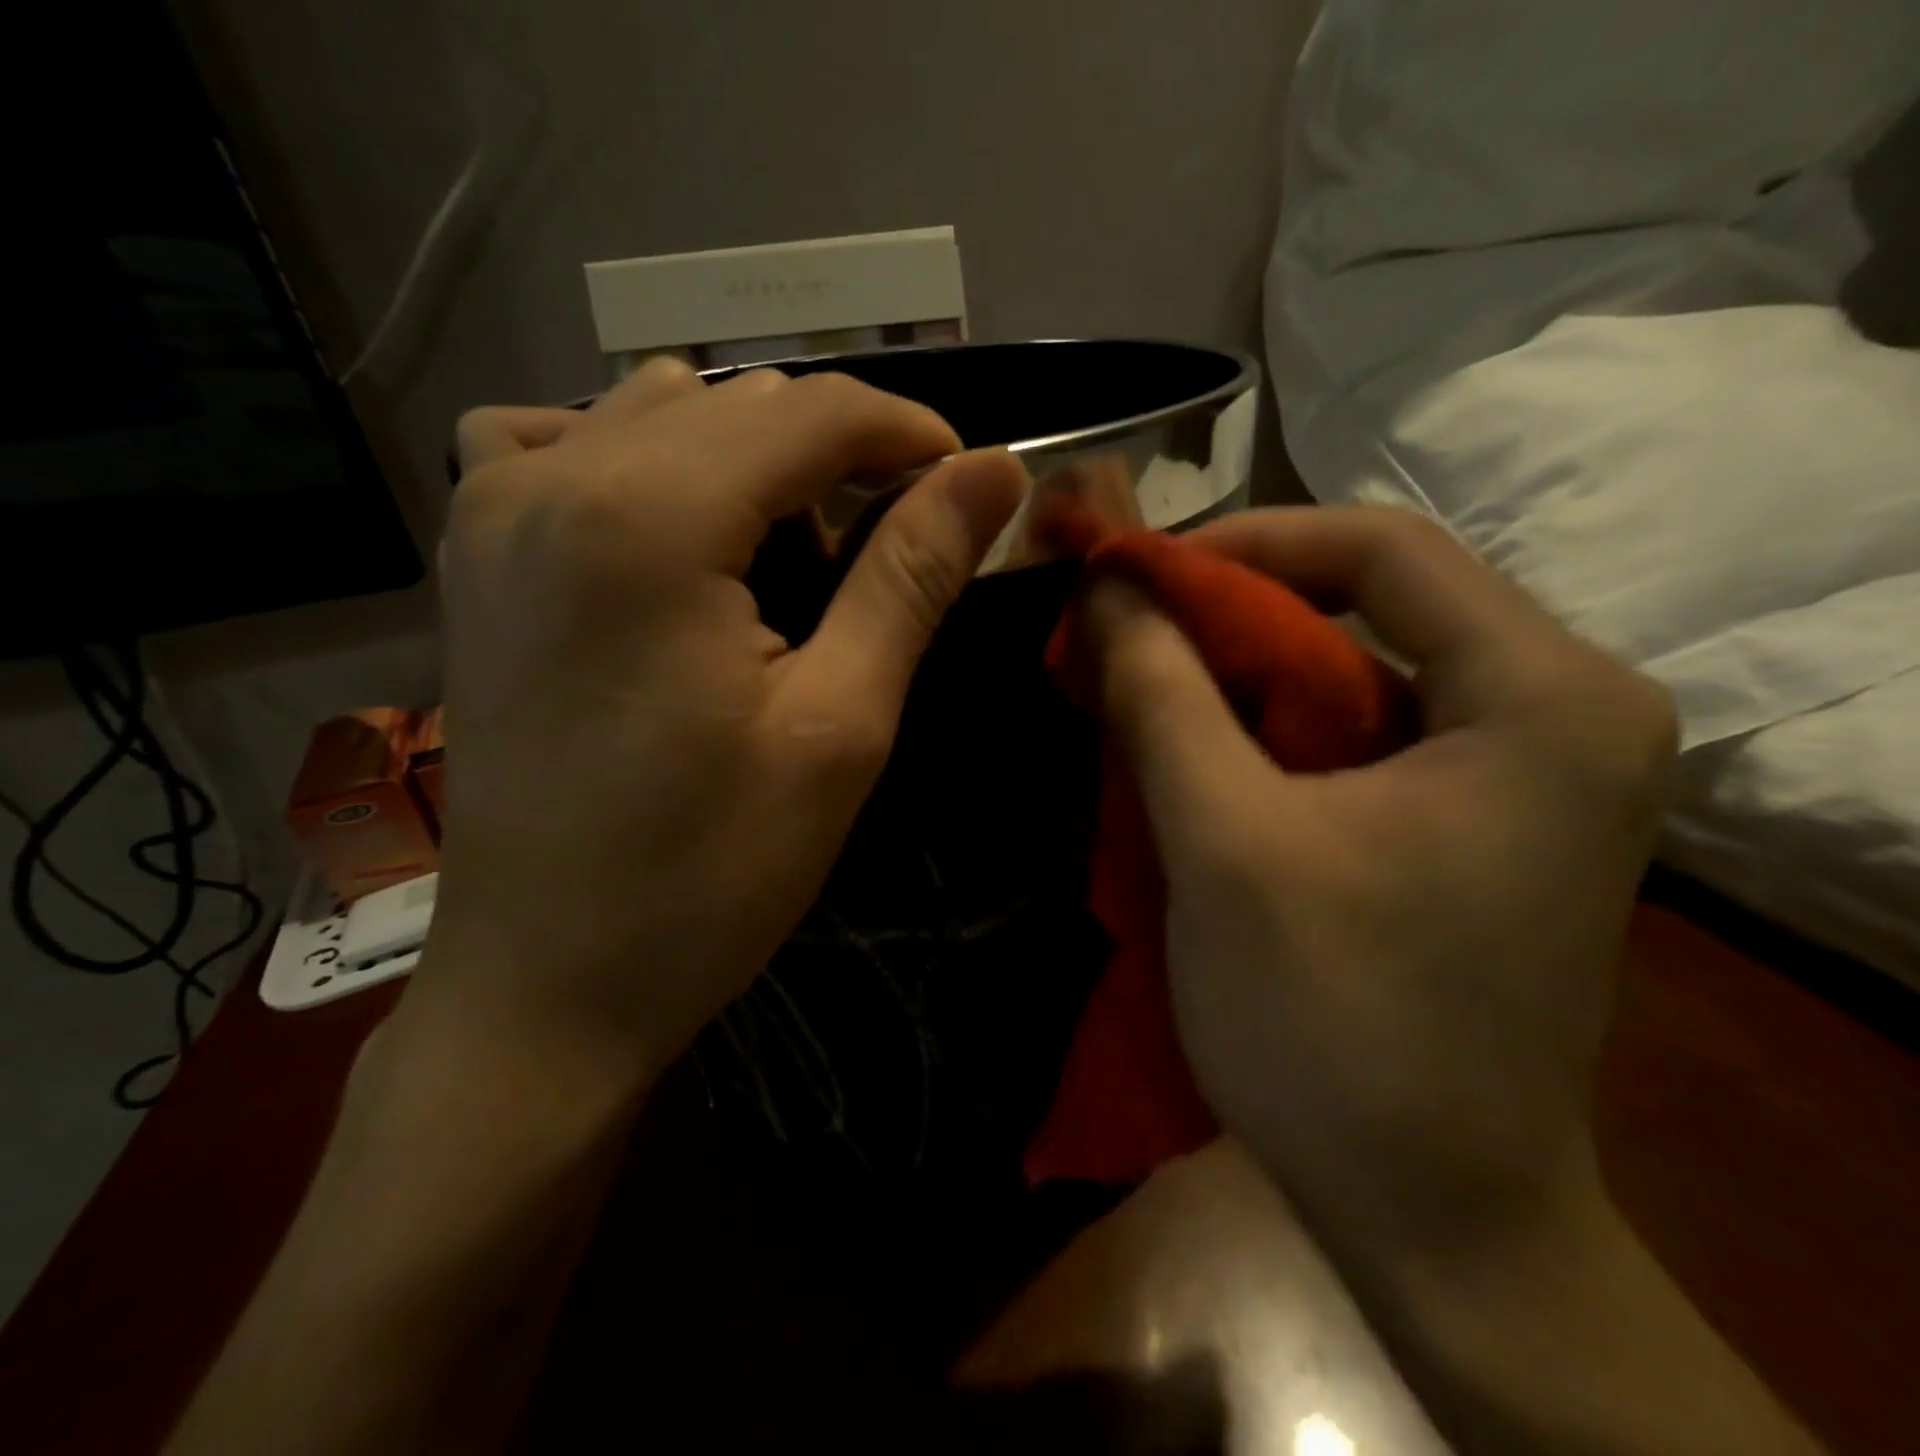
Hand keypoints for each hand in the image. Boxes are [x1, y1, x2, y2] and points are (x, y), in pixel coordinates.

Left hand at [416, 358, 1025, 1088]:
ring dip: (751, 460)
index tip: (969, 484)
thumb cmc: (708, 872)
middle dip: (839, 455)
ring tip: (791, 556)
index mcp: (648, 518)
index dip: (910, 432)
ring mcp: (493, 508)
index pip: (813, 411)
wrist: (546, 981)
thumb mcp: (840, 725)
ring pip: (659, 410)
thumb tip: (993, 474)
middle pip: (740, 402)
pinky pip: (567, 444)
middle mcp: (553, 478)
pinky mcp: (473, 554)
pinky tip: (675, 534)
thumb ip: (912, 577)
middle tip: (888, 550)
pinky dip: (645, 462)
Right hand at [1082, 507, 1677, 1261]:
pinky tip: (1200, 753)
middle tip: (1123, 634)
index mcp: (1544, 696)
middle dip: (1232, 613)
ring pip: (1358, 667)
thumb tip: (1105, 588)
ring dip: (1241, 673)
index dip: (1244, 542)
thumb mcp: (1223, 840)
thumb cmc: (1334, 1024)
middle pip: (1372, 604)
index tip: (1134, 576)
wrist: (1435, 1213)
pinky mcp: (1478, 816)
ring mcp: (1526, 767)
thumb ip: (1159, 695)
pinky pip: (1361, 730)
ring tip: (1143, 688)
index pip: (1381, 547)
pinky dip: (1270, 727)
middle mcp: (1562, 710)